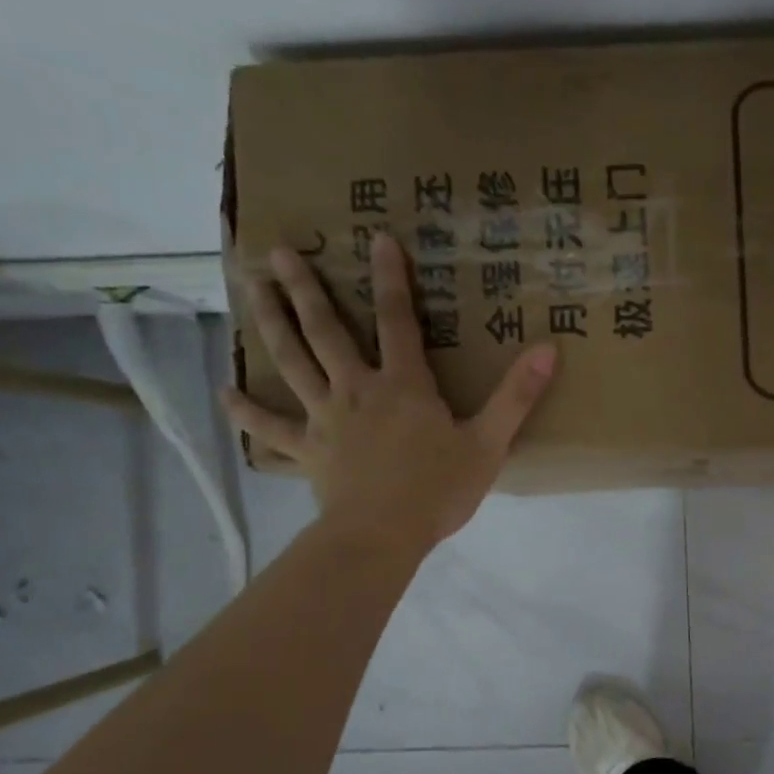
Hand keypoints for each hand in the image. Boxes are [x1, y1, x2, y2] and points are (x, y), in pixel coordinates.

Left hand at [225, 235, 556, 558]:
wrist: (383, 535)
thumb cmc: (439, 490)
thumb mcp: (489, 443)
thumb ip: (517, 396)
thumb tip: (549, 349)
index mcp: (403, 385)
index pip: (397, 320)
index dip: (390, 279)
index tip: (378, 238)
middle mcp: (357, 390)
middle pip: (326, 331)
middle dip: (305, 288)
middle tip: (279, 251)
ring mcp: (326, 419)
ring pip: (292, 363)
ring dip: (271, 323)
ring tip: (249, 289)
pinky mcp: (308, 451)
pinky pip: (271, 430)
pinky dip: (247, 412)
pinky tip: (224, 392)